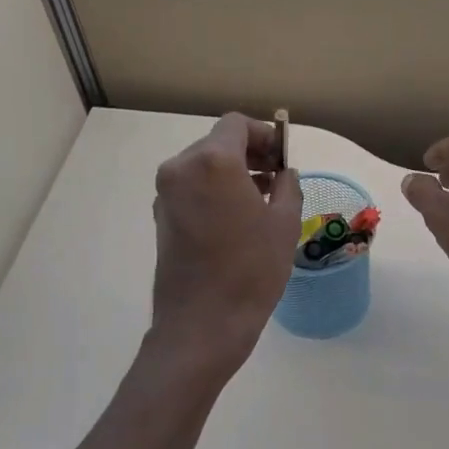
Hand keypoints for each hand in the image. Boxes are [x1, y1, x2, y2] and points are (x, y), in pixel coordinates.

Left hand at [151, 113, 300, 368]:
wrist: (203, 323)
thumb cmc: (251, 269)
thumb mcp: (284, 223)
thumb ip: (287, 186)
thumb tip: (283, 174)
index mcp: (212, 161)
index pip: (237, 125)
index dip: (264, 134)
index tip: (283, 157)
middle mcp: (181, 168)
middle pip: (218, 143)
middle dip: (249, 154)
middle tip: (277, 178)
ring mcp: (166, 193)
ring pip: (204, 166)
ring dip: (232, 173)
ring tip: (262, 200)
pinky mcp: (161, 217)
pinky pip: (192, 188)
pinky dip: (214, 191)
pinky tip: (238, 218)